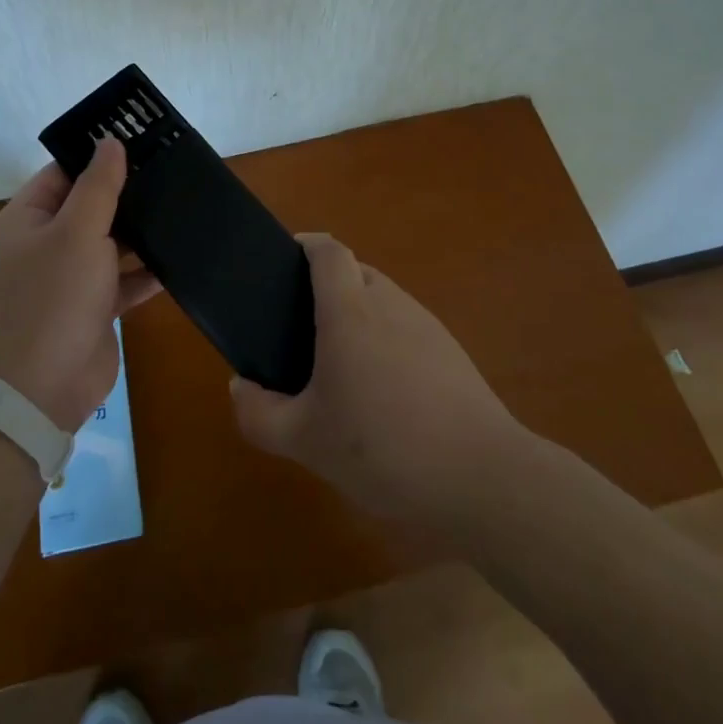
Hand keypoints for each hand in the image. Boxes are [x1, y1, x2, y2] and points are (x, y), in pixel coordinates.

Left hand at [0, 137, 160, 431]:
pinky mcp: (95, 306)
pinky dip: (147, 271)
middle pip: (92, 205)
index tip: (143, 140)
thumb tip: (110, 141)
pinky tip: (181, 257)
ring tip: (185, 206)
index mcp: (30, 216)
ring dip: (142, 231)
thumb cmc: (54, 296)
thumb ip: (98, 185)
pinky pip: (125, 279)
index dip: (99, 155)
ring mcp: (72, 276)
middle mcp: (48, 242)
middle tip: (174, 171)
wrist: (43, 387)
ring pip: (112, 242)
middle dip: (128, 192)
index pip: (65, 171)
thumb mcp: (77, 230)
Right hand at [229, 233, 522, 527]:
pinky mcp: (451, 352)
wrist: (482, 477)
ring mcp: (427, 325)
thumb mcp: (305, 441)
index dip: (305, 246)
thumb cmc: (383, 448)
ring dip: (357, 320)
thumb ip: (259, 413)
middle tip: (300, 335)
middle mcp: (390, 303)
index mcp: (350, 311)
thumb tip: (240, 386)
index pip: (329, 251)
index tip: (282, 264)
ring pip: (382, 302)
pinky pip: (406, 330)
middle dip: (325, 291)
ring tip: (339, 371)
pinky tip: (383, 397)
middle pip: (354, 274)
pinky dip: (385, 344)